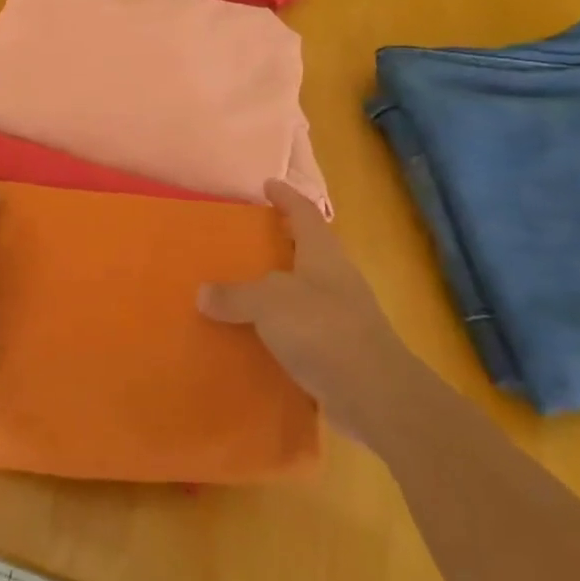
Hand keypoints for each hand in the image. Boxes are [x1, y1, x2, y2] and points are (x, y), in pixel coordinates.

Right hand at [200, 180, 408, 443]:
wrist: (376, 396)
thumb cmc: (323, 330)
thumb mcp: (268, 303)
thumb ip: (234, 295)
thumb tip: (203, 293)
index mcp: (323, 255)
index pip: (304, 214)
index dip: (286, 197)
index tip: (267, 184)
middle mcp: (335, 280)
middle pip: (306, 251)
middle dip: (279, 243)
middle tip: (245, 240)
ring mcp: (341, 318)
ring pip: (302, 292)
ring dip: (276, 290)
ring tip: (241, 291)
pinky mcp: (339, 352)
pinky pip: (300, 331)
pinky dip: (278, 330)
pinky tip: (254, 339)